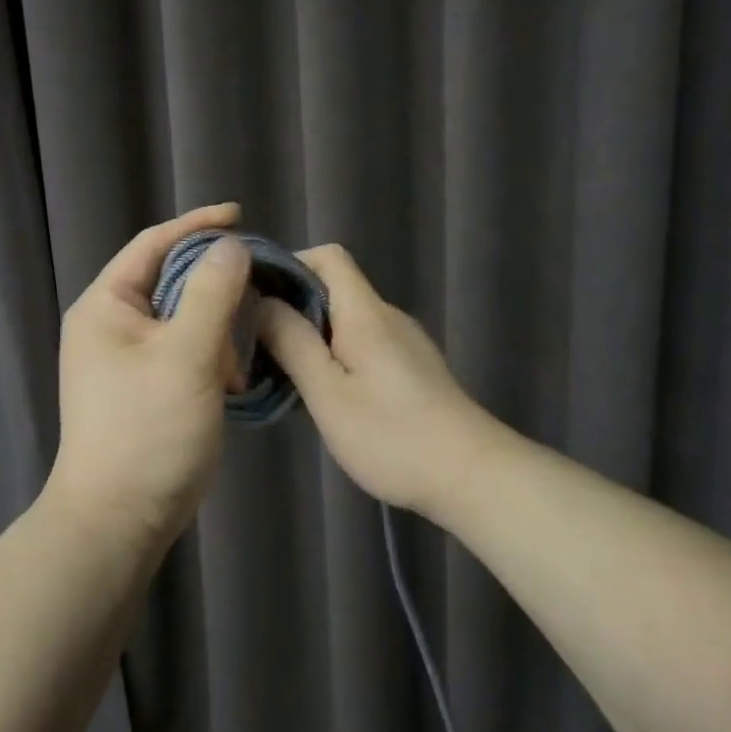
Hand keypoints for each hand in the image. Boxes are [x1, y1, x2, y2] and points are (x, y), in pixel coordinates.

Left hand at [48, 203, 253, 543]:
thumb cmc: (148, 430)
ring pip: (184, 319)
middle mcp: (111, 325)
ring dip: (217, 331)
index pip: (153, 245)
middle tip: (254, 295)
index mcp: (106, 306)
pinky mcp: (147, 387)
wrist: (120, 519)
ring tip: (236, 360)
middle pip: (171, 281)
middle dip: (215, 289)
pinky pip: (186, 352)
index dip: (197, 225)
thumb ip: (212, 293)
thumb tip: (230, 247)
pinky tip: (231, 382)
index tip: (241, 216)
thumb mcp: (186, 354)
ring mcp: (128, 359)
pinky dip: (212, 358)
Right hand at [255, 245, 512, 518]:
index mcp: (365, 313)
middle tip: (261, 346)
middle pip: (335, 287)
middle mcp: (387, 316)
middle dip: (294, 307)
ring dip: (313, 336)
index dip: (290, 265)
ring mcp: (404, 342)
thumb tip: (261, 301)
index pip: (328, 256)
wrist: (472, 475)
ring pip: (348, 319)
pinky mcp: (413, 367)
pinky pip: (365, 343)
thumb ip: (293, 343)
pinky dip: (337, 355)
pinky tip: (326, 396)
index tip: (258, 298)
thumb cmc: (392, 435)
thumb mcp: (329, 394)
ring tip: (286, 375)